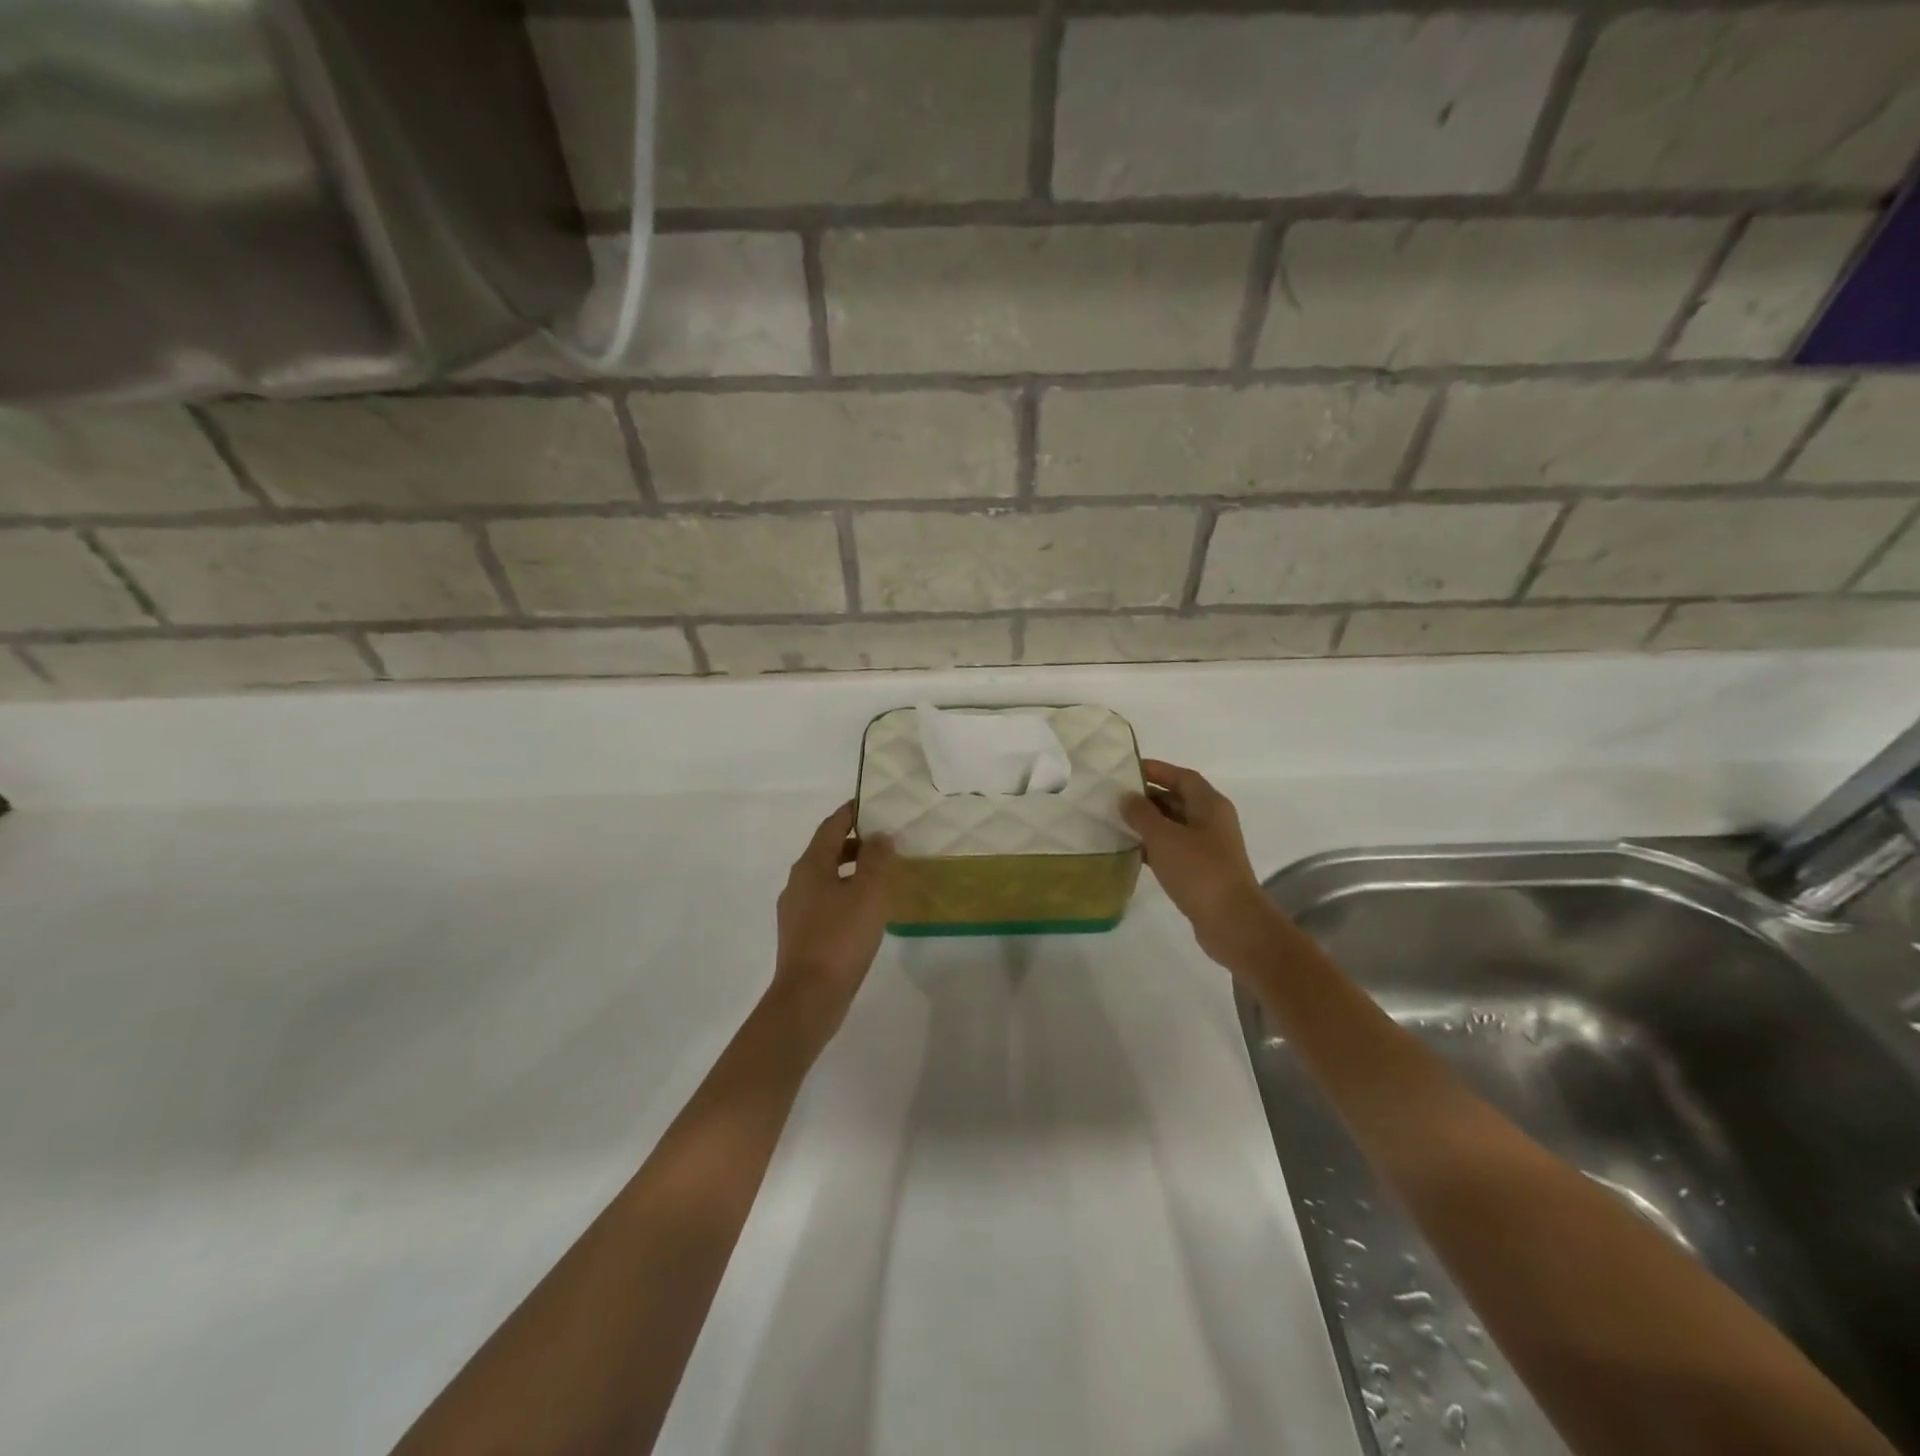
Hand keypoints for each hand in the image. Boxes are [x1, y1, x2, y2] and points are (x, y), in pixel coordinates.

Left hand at [769, 803, 896, 1041]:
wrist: (809, 997)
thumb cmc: (840, 937)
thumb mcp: (868, 892)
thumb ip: (876, 859)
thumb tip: (881, 834)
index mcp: (810, 866)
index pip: (832, 826)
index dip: (851, 812)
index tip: (871, 803)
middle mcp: (798, 883)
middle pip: (827, 851)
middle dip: (855, 842)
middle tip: (886, 840)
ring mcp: (796, 910)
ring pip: (827, 878)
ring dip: (852, 871)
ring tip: (882, 876)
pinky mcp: (802, 935)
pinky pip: (826, 902)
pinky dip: (846, 894)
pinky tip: (866, 911)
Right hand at [1122, 760, 1278, 967]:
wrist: (1232, 922)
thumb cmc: (1199, 871)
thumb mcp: (1163, 837)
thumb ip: (1141, 814)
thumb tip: (1126, 797)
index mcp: (1209, 804)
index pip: (1181, 776)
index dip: (1156, 770)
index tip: (1126, 770)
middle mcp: (1212, 820)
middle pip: (1178, 798)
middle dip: (1148, 796)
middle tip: (1115, 798)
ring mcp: (1209, 847)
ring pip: (1174, 825)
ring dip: (1149, 822)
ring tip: (1117, 822)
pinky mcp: (1203, 870)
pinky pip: (1175, 848)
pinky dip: (1154, 846)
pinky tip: (1132, 851)